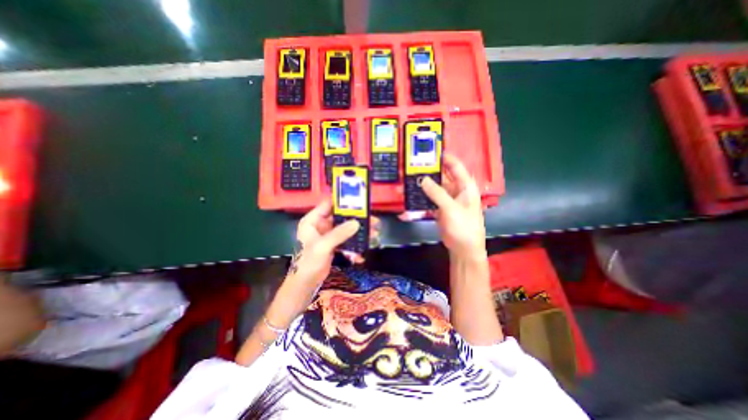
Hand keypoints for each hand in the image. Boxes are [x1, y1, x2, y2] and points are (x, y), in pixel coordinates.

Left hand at [266, 201, 379, 327]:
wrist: (306, 284)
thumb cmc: (308, 262)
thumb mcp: (323, 246)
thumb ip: (339, 234)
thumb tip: (357, 223)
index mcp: (313, 221)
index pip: (328, 205)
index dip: (342, 202)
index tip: (359, 203)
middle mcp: (320, 225)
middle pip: (341, 217)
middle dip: (356, 220)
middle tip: (372, 221)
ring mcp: (328, 235)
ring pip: (346, 229)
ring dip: (358, 234)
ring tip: (373, 235)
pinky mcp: (333, 244)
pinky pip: (346, 241)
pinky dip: (353, 246)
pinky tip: (360, 255)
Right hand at [421, 152, 485, 260]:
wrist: (463, 248)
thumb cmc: (463, 226)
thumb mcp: (451, 208)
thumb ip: (437, 193)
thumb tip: (423, 179)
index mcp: (466, 186)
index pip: (456, 167)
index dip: (446, 158)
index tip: (431, 151)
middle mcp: (457, 190)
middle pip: (443, 176)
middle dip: (430, 171)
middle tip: (414, 164)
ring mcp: (448, 199)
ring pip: (435, 187)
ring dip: (424, 184)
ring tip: (410, 178)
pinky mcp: (440, 208)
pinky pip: (430, 198)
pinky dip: (422, 196)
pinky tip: (412, 193)